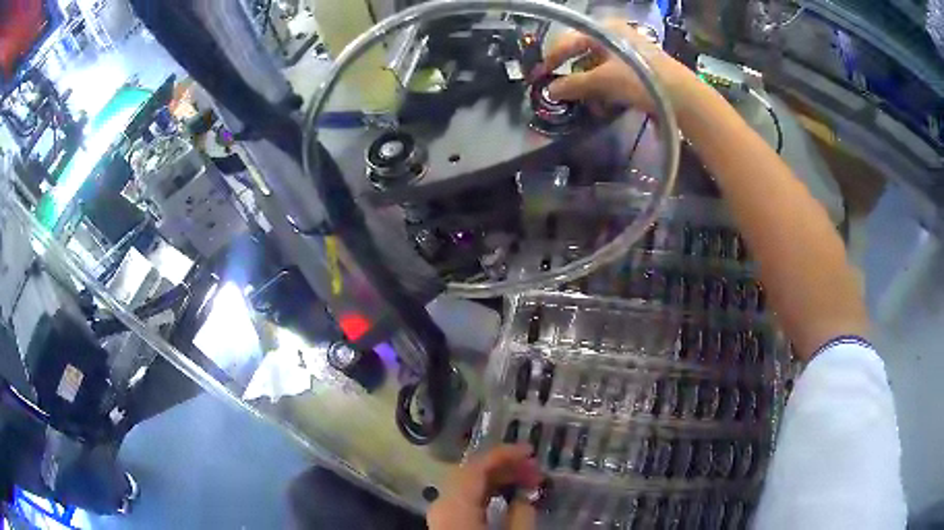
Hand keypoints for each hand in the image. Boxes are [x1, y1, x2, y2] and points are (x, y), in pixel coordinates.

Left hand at [427, 444, 542, 529]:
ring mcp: (440, 513)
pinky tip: (508, 497)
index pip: (476, 466)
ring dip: (498, 480)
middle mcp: (441, 502)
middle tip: (535, 468)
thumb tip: (525, 497)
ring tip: (528, 482)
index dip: (504, 453)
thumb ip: (521, 513)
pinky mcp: (444, 523)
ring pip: (468, 486)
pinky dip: (487, 493)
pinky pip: (465, 499)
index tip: (530, 449)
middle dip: (505, 466)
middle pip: (471, 473)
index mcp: (454, 502)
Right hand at [535, 18, 693, 113]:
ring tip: (587, 103)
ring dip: (589, 85)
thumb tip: (549, 91)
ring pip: (598, 65)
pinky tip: (605, 104)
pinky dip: (605, 88)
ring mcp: (629, 50)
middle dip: (573, 74)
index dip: (552, 58)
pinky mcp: (640, 67)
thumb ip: (574, 84)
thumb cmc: (640, 80)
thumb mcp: (603, 81)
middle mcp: (615, 35)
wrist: (683, 97)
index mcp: (604, 29)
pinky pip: (613, 74)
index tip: (539, 76)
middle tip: (562, 91)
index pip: (568, 40)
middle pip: (583, 53)